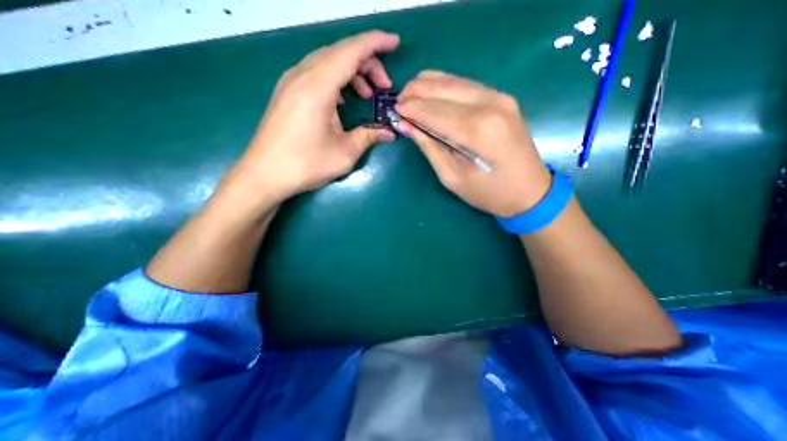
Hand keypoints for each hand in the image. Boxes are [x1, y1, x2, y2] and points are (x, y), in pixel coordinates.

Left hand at [226, 31, 400, 205]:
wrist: (264, 174)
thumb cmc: (305, 165)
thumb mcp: (344, 154)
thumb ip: (368, 137)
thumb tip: (389, 133)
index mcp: (317, 87)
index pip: (350, 51)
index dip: (375, 43)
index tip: (395, 43)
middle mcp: (301, 76)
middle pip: (339, 53)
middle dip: (367, 63)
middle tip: (383, 88)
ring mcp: (290, 82)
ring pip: (327, 62)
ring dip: (351, 73)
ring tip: (366, 96)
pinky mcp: (287, 92)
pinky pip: (316, 74)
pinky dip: (336, 80)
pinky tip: (343, 101)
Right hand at [397, 70, 548, 215]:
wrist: (530, 192)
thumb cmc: (488, 193)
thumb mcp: (452, 177)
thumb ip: (429, 147)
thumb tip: (406, 125)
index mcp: (475, 130)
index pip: (432, 109)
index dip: (409, 108)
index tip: (392, 111)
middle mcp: (489, 104)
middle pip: (441, 87)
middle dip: (414, 92)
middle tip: (399, 104)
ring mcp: (500, 97)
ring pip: (453, 80)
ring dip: (428, 86)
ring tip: (411, 98)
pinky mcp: (503, 98)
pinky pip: (466, 84)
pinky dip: (445, 87)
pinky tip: (433, 96)